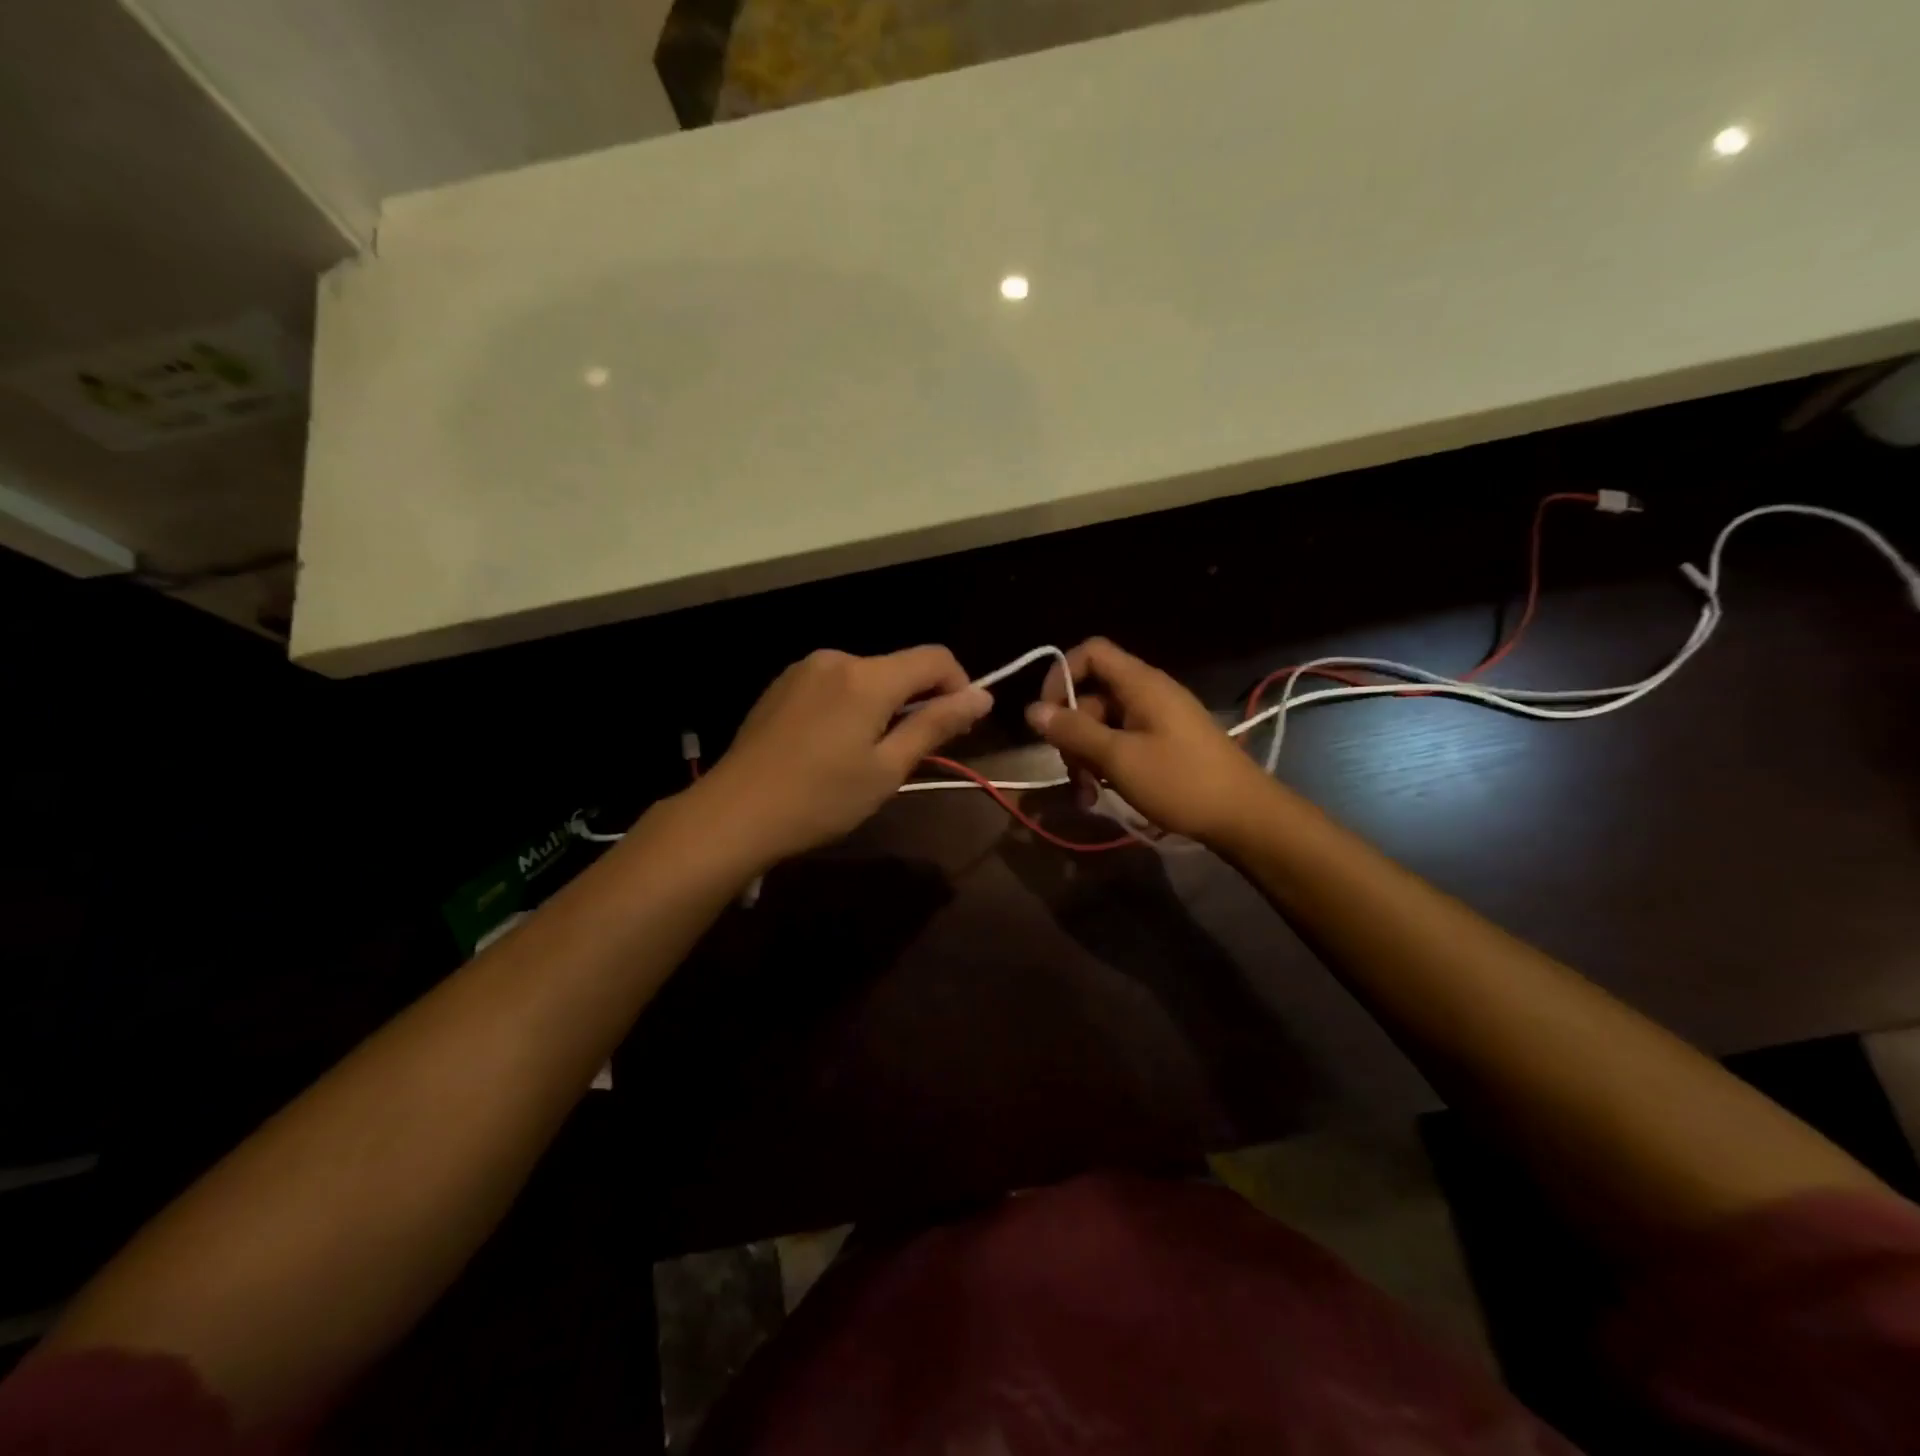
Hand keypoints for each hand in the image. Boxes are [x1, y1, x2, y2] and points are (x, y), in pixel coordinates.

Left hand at [702, 646, 992, 867]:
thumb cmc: (820, 798)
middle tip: (914, 753)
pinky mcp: (782, 685)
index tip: (959, 726)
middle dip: (919, 701)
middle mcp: (837, 659)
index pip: (935, 658)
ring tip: (869, 756)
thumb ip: (936, 725)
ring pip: (866, 677)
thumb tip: (983, 696)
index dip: (959, 686)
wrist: (733, 813)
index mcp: (868, 676)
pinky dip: (851, 706)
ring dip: (884, 705)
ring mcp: (804, 669)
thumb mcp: (887, 769)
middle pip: (899, 667)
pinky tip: (833, 747)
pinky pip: (835, 685)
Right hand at [1026, 637, 1276, 845]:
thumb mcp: (1119, 758)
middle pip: (1092, 694)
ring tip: (1087, 794)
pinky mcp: (1165, 743)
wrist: (1244, 817)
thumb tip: (1032, 711)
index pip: (1091, 652)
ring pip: (1104, 724)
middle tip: (1071, 772)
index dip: (1061, 675)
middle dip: (1072, 731)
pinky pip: (1123, 742)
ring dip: (1086, 756)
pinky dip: (1107, 764)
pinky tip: (1101, 794)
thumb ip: (1074, 732)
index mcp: (1140, 684)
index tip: (1047, 715)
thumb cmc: (1181, 781)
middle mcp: (1148, 693)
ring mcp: (1158, 719)